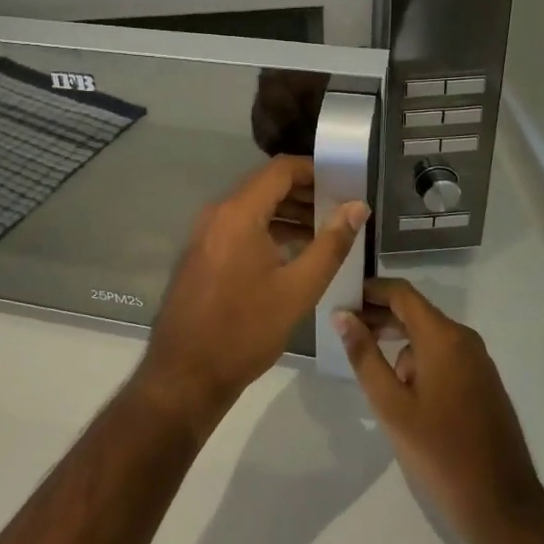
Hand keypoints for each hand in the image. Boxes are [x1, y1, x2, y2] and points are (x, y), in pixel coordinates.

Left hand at [139, 156, 368, 435]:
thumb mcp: (298, 289)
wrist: (186, 374)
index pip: (280, 169)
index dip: (314, 170)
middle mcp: (218, 213)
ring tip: (325, 231)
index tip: (344, 183)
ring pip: (253, 206)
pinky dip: (267, 229)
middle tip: (341, 209)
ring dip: (287, 212)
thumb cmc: (245, 330)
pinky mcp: (202, 252)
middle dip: (305, 192)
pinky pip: (239, 226)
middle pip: (266, 185)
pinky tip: (294, 251)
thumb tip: (357, 206)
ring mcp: (206, 233)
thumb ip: (331, 244)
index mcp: (239, 213)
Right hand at [334, 280, 543, 543]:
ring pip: (428, 337)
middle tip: (344, 331)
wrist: (503, 507)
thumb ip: (364, 356)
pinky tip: (401, 391)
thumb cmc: (440, 453)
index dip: (370, 291)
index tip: (341, 299)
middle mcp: (464, 339)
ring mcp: (477, 361)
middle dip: (379, 318)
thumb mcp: (391, 406)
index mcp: (443, 337)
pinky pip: (444, 356)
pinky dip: (418, 360)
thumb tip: (342, 315)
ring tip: (368, 367)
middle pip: (415, 313)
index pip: (401, 293)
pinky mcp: (483, 383)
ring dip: (398, 343)